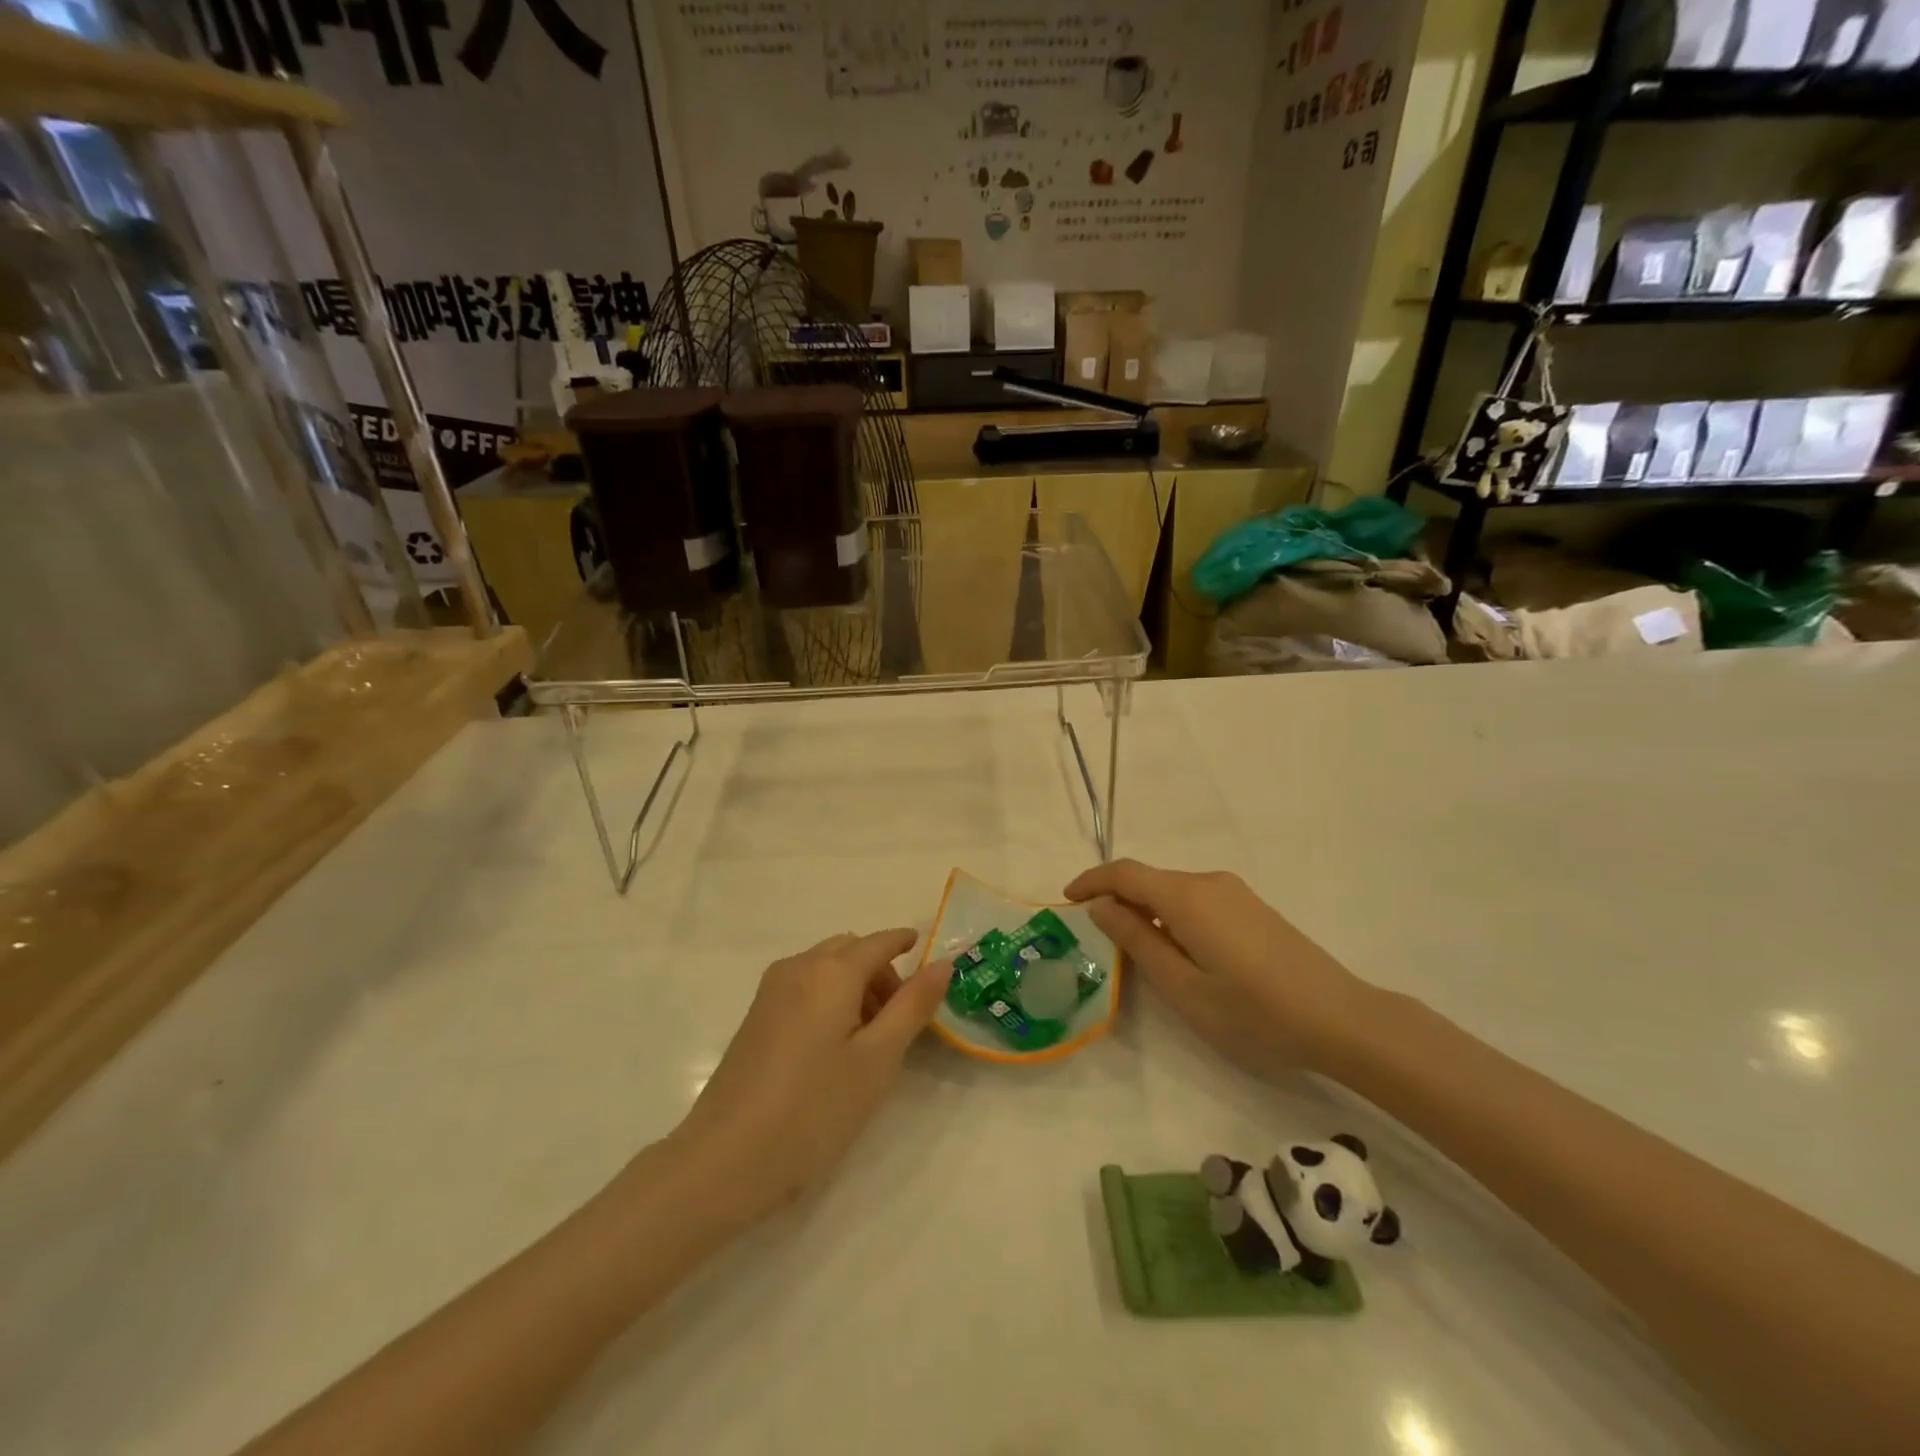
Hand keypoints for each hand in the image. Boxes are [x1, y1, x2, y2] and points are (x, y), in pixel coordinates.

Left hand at [668, 930, 951, 1226]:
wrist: (724, 1160)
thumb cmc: (813, 1109)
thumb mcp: (877, 1060)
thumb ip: (913, 1006)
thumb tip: (943, 963)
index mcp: (831, 971)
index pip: (879, 942)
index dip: (906, 943)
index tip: (930, 962)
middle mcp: (798, 967)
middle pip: (850, 950)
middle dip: (881, 971)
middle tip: (901, 1019)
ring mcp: (771, 991)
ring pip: (826, 968)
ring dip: (855, 985)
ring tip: (870, 1040)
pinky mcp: (756, 1017)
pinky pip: (804, 987)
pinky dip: (829, 998)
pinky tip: (833, 1048)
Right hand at [1064, 860, 1368, 1073]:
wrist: (1340, 1018)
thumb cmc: (1254, 1011)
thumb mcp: (1183, 988)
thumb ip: (1138, 942)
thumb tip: (1102, 907)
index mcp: (1186, 898)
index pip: (1125, 873)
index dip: (1091, 881)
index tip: (1066, 899)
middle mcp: (1208, 882)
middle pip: (1149, 879)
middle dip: (1117, 898)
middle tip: (1095, 935)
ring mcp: (1234, 893)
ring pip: (1173, 891)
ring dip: (1145, 909)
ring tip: (1133, 949)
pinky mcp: (1252, 907)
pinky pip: (1197, 900)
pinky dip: (1172, 915)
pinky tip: (1178, 951)